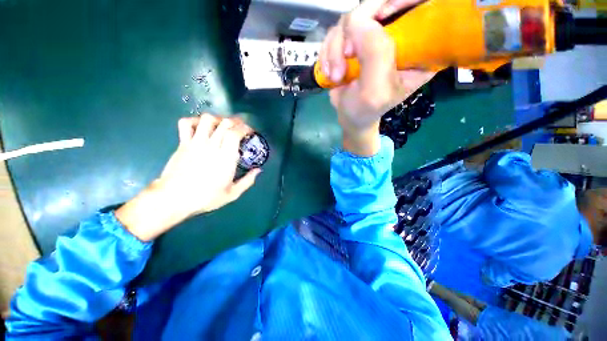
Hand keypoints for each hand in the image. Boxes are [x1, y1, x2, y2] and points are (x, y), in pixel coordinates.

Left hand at [116, 114, 260, 240]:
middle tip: (240, 127)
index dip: (244, 128)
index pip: (234, 134)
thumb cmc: (205, 198)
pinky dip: (195, 120)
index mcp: (225, 158)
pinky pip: (186, 123)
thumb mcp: (232, 194)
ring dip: (218, 119)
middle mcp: (211, 146)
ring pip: (207, 119)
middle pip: (224, 123)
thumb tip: (258, 170)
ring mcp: (195, 143)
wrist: (173, 199)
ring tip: (222, 125)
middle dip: (236, 121)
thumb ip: (248, 181)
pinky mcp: (182, 143)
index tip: (250, 132)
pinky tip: (201, 126)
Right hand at [319, 0, 434, 154]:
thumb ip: (375, 54)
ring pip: (351, 19)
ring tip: (335, 75)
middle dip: (354, 32)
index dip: (402, 1)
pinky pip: (337, 31)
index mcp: (418, 49)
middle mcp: (399, 36)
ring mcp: (374, 37)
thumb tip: (358, 19)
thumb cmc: (365, 110)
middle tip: (346, 58)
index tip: (382, 16)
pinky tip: (329, 71)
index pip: (422, 6)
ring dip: (335, 49)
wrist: (349, 117)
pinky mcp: (355, 42)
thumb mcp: (375, 90)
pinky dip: (328, 52)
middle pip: (379, 5)